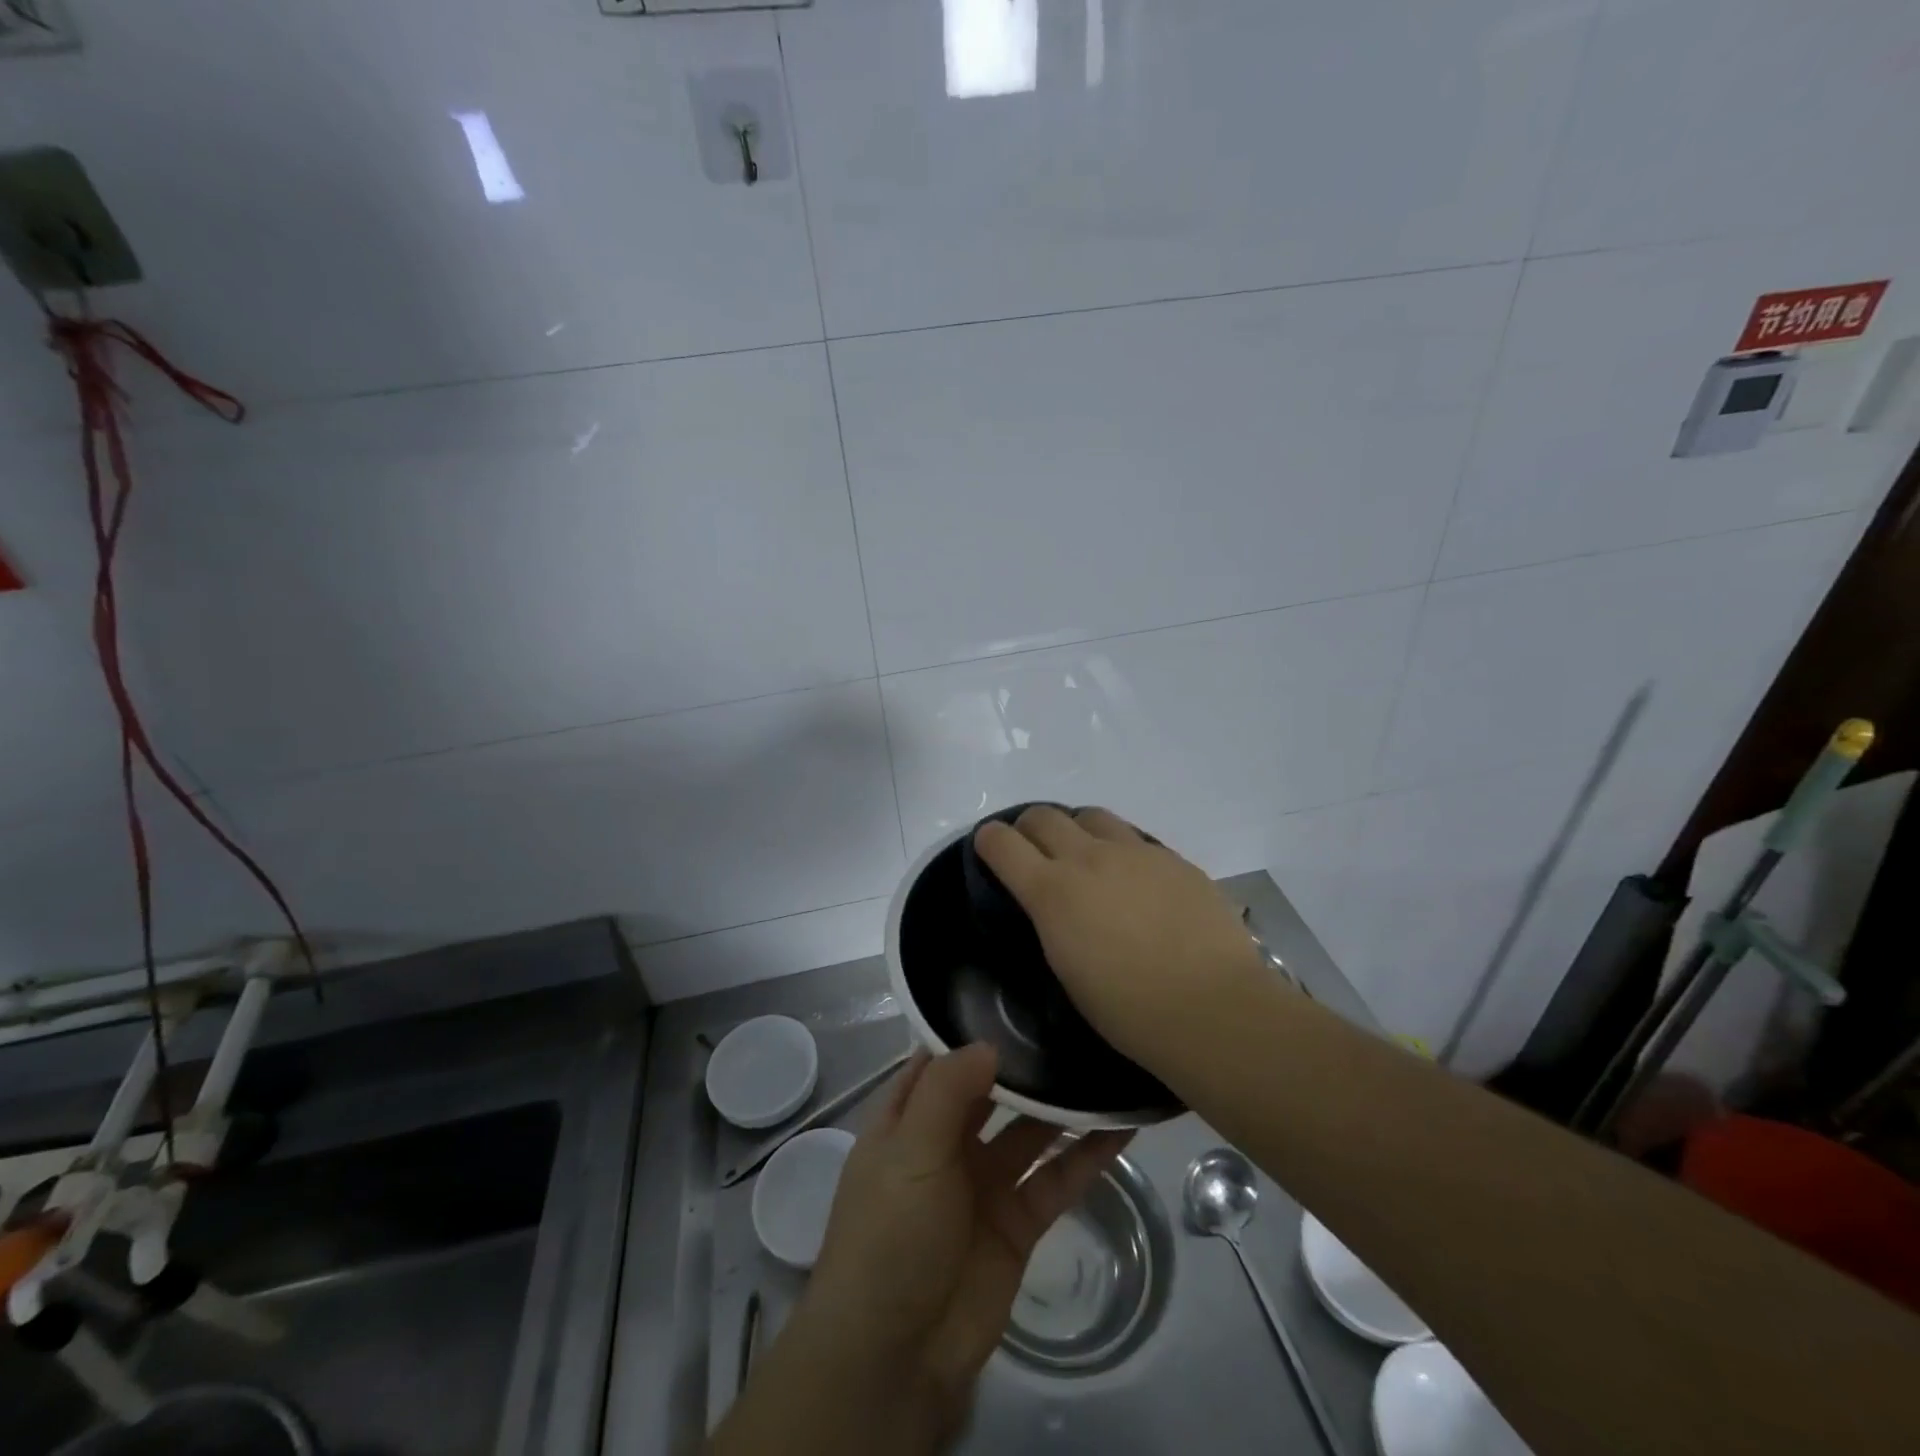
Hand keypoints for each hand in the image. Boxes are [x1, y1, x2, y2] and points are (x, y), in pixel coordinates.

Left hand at [804, 1044, 1128, 1429]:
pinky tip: (1121, 1126)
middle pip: (991, 1091)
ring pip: (1030, 1132)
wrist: (896, 1354)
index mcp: (908, 1119)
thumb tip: (989, 1041)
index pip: (940, 1060)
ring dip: (1062, 1106)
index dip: (971, 1029)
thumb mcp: (909, 1150)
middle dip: (1025, 1064)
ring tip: (1105, 1063)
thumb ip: (948, 1091)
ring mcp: (984, 1183)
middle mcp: (946, 1143)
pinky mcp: (1018, 1223)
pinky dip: (1086, 1156)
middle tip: (1073, 1020)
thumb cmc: (889, 1233)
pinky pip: (1056, 1179)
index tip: (1015, 994)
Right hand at [972, 804, 1267, 1073]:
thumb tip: (1052, 904)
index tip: (990, 850)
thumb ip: (1051, 921)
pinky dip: (1120, 849)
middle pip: (1043, 815)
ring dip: (1077, 829)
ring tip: (1086, 857)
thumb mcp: (1066, 967)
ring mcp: (1136, 852)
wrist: (1212, 1009)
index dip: (989, 841)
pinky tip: (1134, 880)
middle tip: (1035, 852)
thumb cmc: (1128, 1010)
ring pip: (1091, 815)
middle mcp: (1089, 858)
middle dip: (1028, 828)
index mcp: (1053, 891)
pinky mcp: (1174, 858)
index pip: (1002, 842)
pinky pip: (1134, 838)